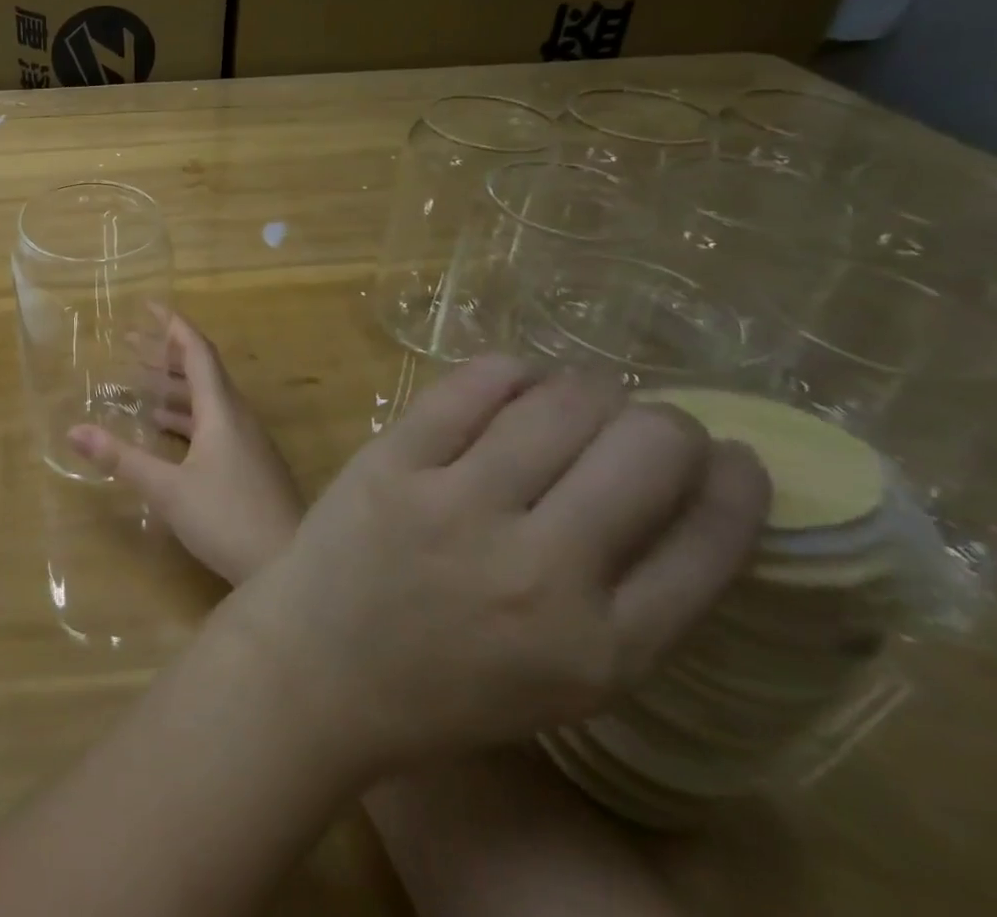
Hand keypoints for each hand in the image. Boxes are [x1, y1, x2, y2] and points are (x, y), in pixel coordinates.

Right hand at [67, 312, 303, 586]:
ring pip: (208, 398)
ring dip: (174, 386)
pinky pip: (214, 422)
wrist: (294, 567)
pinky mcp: (250, 464)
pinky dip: (185, 415)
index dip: (172, 325)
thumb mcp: (167, 489)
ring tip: (139, 383)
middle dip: (165, 354)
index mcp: (221, 409)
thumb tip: (73, 430)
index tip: (148, 306)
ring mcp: (247, 441)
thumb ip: (121, 458)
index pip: (197, 351)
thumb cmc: (228, 518)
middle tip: (129, 343)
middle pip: (201, 370)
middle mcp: (237, 416)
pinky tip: (164, 429)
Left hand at [227, 356, 771, 778]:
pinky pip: (467, 391)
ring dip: (587, 390)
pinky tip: (517, 378)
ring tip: (582, 395)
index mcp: (604, 647)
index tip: (732, 457)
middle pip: (644, 456)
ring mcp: (457, 507)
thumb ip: (631, 602)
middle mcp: (541, 571)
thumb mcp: (568, 678)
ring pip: (558, 409)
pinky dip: (507, 373)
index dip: (735, 484)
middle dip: (666, 425)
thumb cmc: (446, 683)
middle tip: (647, 423)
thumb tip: (678, 497)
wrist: (321, 668)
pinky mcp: (391, 463)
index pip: (710, 543)